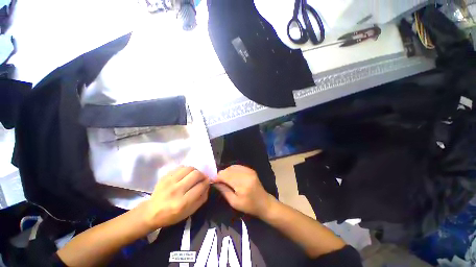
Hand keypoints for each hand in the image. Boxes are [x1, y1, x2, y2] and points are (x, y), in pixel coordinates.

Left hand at [141, 166, 209, 229]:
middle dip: (202, 175)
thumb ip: (202, 198)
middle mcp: (176, 190)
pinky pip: (181, 167)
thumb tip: (207, 185)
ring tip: (194, 176)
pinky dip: (186, 170)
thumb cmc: (172, 215)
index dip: (207, 182)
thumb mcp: (190, 212)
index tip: (207, 182)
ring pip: (189, 168)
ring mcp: (169, 182)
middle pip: (196, 174)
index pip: (201, 186)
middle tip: (202, 178)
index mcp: (183, 202)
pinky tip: (185, 175)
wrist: (151, 212)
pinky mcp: (165, 176)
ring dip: (195, 171)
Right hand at [213, 165, 274, 217]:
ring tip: (224, 179)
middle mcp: (246, 174)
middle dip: (221, 174)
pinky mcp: (250, 169)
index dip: (217, 177)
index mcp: (242, 184)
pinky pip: (238, 166)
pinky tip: (231, 176)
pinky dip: (232, 170)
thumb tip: (214, 182)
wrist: (264, 202)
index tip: (212, 181)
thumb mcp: (234, 202)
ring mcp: (249, 170)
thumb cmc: (249, 206)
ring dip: (226, 172)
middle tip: (217, 181)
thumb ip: (224, 191)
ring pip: (232, 167)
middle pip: (228, 170)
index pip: (226, 175)